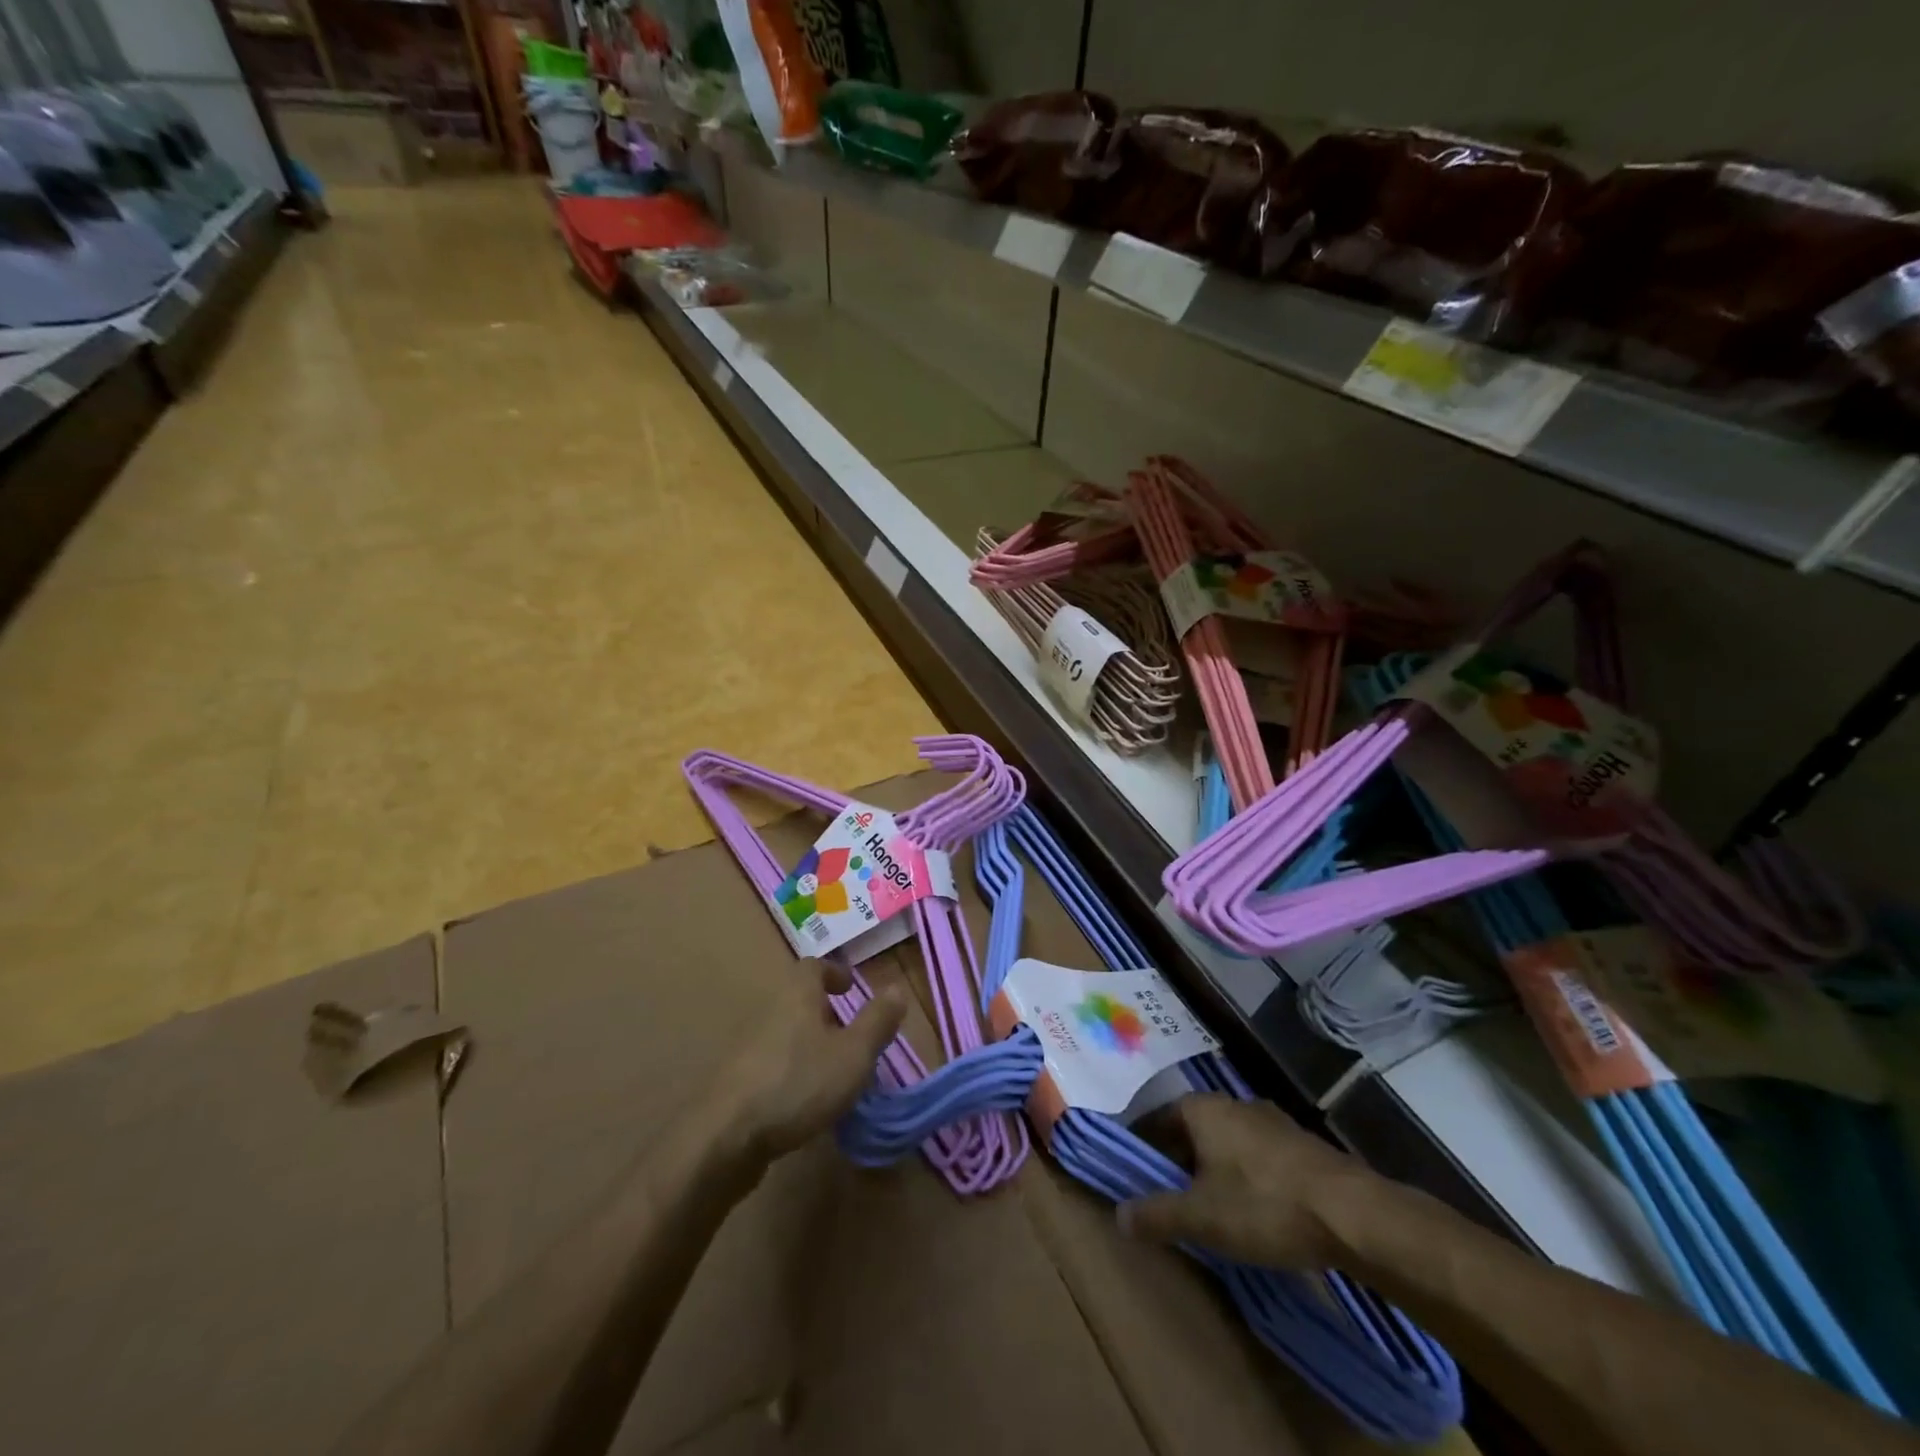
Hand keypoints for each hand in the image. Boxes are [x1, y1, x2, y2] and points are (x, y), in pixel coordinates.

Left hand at [716, 959, 906, 1164]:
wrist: (725, 1137)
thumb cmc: (798, 1084)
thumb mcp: (853, 1054)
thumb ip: (877, 1022)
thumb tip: (897, 988)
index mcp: (797, 994)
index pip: (813, 966)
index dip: (834, 973)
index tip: (850, 989)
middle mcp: (769, 1011)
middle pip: (798, 999)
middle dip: (825, 1013)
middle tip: (851, 1036)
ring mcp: (748, 1046)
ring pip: (785, 1032)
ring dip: (809, 1043)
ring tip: (834, 1072)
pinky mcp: (736, 1080)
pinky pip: (772, 1062)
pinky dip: (792, 1070)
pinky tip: (805, 1100)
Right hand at [1118, 1095, 1378, 1269]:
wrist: (1352, 1213)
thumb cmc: (1264, 1204)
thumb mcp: (1202, 1217)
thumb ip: (1157, 1214)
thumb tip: (1119, 1215)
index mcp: (1202, 1109)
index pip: (1157, 1119)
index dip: (1143, 1147)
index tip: (1135, 1175)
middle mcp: (1232, 1103)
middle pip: (1192, 1129)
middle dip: (1178, 1160)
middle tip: (1168, 1197)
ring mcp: (1270, 1121)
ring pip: (1226, 1141)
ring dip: (1212, 1168)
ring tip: (1209, 1207)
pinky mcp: (1300, 1145)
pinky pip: (1256, 1155)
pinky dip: (1244, 1175)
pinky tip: (1252, 1208)